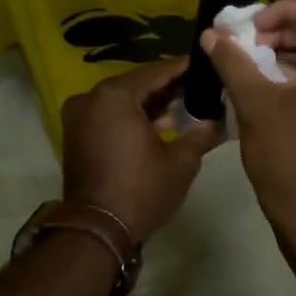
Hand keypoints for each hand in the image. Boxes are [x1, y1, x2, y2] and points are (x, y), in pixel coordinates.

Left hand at [60, 59, 223, 243]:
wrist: (97, 231)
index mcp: (114, 95)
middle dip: (168, 87)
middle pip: (137, 84)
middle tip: (200, 86)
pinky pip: (109, 116)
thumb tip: (220, 119)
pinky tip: (160, 125)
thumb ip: (202, 133)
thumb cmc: (141, 189)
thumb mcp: (181, 161)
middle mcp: (91, 98)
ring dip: (150, 104)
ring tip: (185, 107)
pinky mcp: (76, 136)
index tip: (207, 64)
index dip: (184, 69)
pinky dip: (132, 117)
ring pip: (122, 101)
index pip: (157, 72)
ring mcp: (79, 117)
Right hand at [199, 0, 295, 228]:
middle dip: (284, 31)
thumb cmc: (289, 155)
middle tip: (248, 45)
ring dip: (290, 52)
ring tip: (253, 62)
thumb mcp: (256, 102)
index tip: (251, 29)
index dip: (282, 10)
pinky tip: (270, 83)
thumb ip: (233, 61)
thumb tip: (210, 33)